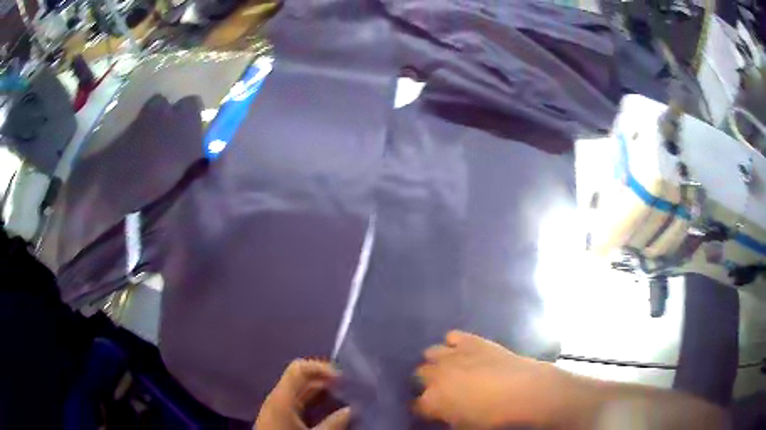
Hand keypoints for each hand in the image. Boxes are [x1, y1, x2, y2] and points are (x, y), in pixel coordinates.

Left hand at [255, 359, 350, 429]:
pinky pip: (299, 405)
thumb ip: (334, 424)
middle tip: (350, 391)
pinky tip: (329, 415)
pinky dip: (315, 406)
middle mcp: (278, 399)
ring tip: (345, 402)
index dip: (322, 368)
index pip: (299, 368)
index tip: (344, 380)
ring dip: (323, 395)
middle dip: (326, 383)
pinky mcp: (278, 420)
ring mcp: (277, 409)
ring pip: (301, 394)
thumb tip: (351, 410)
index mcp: (282, 398)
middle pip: (302, 381)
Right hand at [414, 331, 563, 428]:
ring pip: (430, 353)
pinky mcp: (470, 340)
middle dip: (426, 382)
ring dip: (436, 361)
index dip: (422, 408)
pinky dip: (454, 343)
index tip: (429, 410)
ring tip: (449, 369)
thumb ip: (447, 419)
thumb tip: (444, 414)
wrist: (524, 391)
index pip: (415, 404)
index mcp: (431, 401)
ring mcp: (452, 355)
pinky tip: (462, 351)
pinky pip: (452, 336)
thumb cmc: (494, 418)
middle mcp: (435, 375)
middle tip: (440, 389)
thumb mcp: (464, 427)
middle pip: (418, 375)